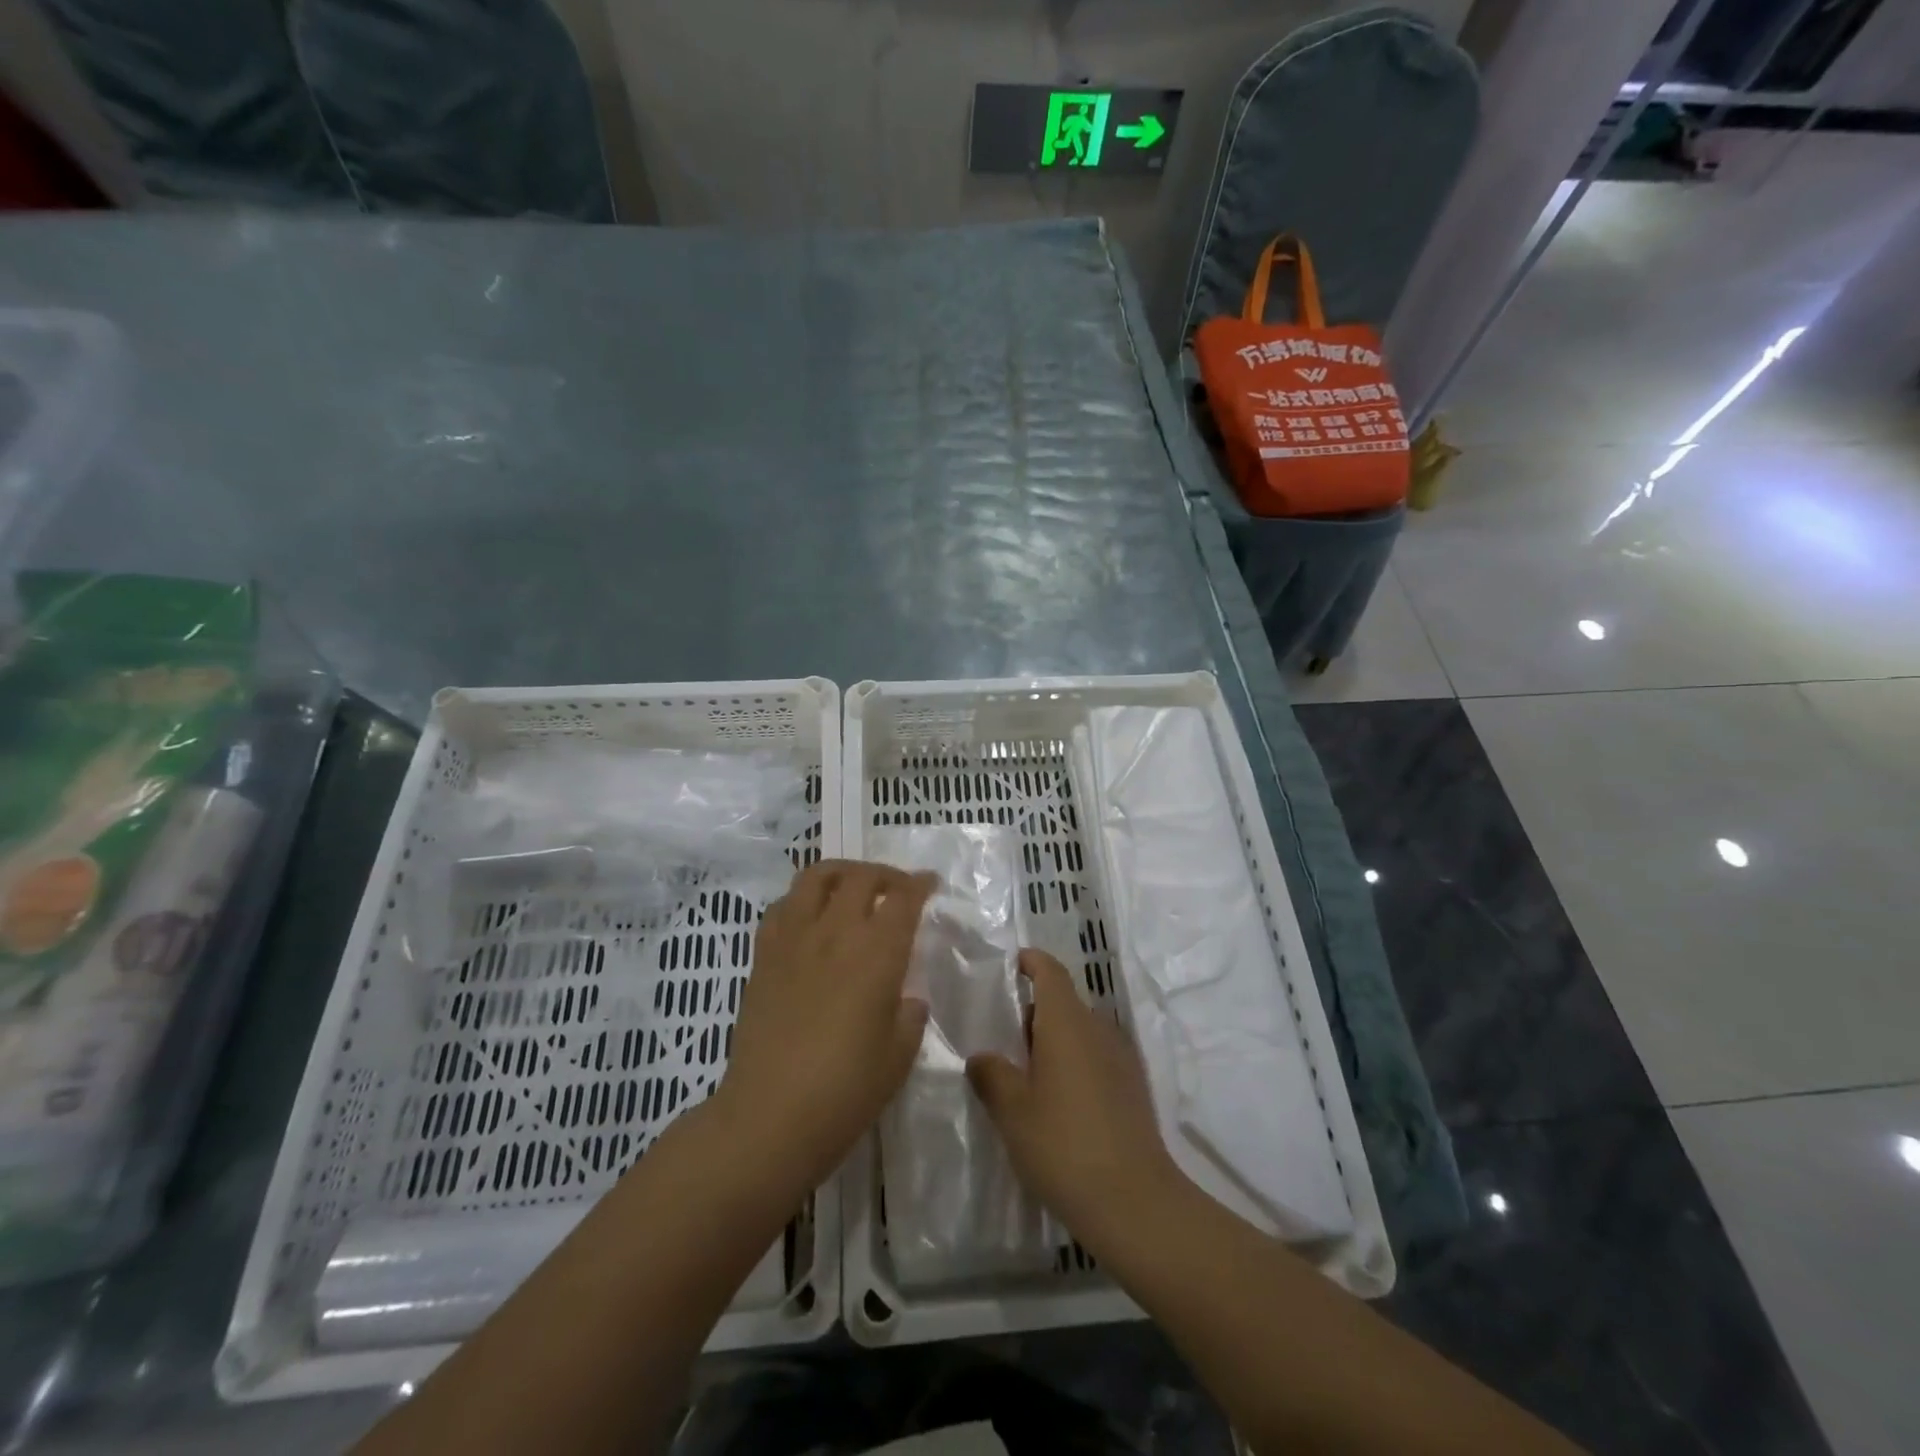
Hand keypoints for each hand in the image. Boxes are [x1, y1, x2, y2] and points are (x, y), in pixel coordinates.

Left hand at [714, 860, 933, 1200]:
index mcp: (877, 953)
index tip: (930, 883)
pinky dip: (801, 900)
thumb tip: (906, 998)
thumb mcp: (899, 1056)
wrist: (769, 1116)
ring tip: (852, 889)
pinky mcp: (763, 955)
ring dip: (841, 873)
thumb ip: (909, 1016)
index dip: (920, 885)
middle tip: (897, 889)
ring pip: (816, 878)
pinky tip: (810, 919)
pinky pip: (781, 907)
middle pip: (861, 877)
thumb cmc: (845, 1091)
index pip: (903, 899)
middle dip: (885, 875)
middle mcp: (836, 932)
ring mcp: (794, 939)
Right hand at [966, 949, 1181, 1254]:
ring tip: (1025, 1074)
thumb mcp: (1013, 1111)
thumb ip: (992, 1075)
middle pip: (1065, 1002)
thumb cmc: (1064, 1145)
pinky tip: (1057, 1101)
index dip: (1031, 962)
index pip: (1051, 972)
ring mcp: (1121, 1058)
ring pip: (1081, 1032)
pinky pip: (1096, 1057)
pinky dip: (1074, 1063)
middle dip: (1035, 1012)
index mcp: (1067, 1022)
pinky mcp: (1133, 1087)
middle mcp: (1098, 1029)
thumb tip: (982, 1057)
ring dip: (1054, 1041)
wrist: (1135, 1203)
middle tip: (1003, 1038)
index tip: (1011, 965)